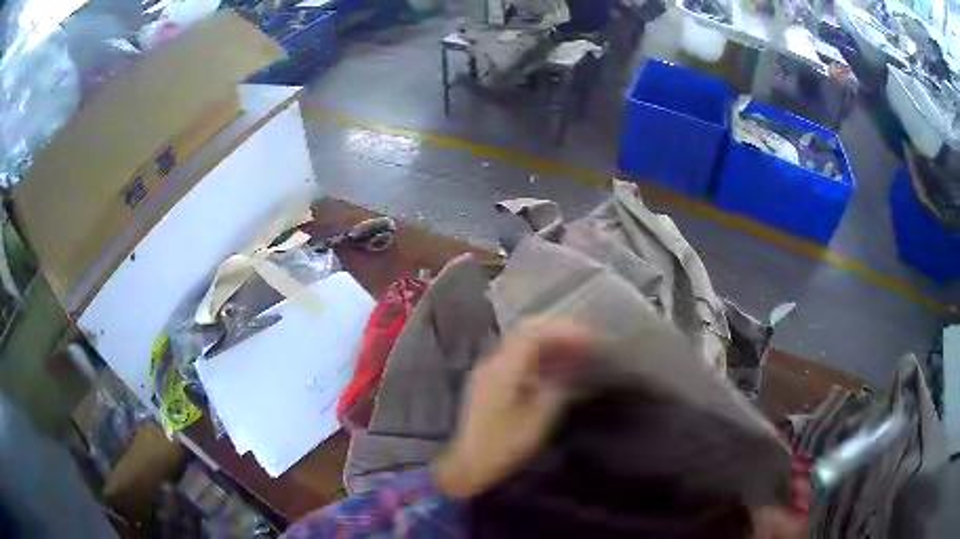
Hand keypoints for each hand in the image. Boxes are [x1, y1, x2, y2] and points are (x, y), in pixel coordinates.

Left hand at [433, 320, 591, 498]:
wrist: (467, 465)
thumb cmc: (503, 446)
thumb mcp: (537, 421)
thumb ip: (558, 389)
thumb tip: (574, 369)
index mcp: (502, 369)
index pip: (532, 334)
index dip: (562, 331)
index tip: (588, 337)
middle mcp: (493, 363)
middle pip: (526, 333)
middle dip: (557, 332)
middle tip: (585, 340)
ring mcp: (489, 372)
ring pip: (522, 345)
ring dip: (549, 344)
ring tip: (576, 351)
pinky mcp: (490, 384)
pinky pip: (517, 360)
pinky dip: (539, 358)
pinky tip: (555, 368)